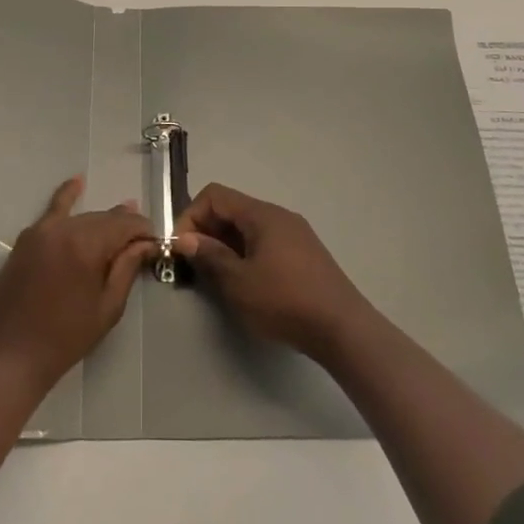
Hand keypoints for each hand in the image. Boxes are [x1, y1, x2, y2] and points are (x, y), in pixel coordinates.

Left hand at [0, 177, 156, 393]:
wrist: (9, 356)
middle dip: (125, 227)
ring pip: (83, 217)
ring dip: (102, 221)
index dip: (144, 233)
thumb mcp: (107, 307)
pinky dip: (67, 196)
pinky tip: (78, 182)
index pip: (126, 226)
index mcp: (87, 246)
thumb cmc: (64, 339)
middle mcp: (65, 229)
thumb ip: (126, 269)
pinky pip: (52, 211)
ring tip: (123, 217)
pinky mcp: (27, 239)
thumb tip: (145, 244)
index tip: (156, 245)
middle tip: (141, 242)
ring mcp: (42, 231)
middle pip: (105, 219)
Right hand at [174, 183, 371, 362]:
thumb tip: (185, 238)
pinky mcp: (303, 254)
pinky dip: (245, 253)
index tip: (180, 248)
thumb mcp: (238, 282)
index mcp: (262, 214)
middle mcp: (278, 215)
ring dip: (225, 245)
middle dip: (206, 231)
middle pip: (231, 209)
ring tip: (216, 276)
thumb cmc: (285, 301)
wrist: (342, 328)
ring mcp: (294, 234)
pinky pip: (264, 241)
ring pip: (247, 227)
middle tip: (193, 265)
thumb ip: (209, 256)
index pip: (215, 196)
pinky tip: (245, 282)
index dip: (191, 216)